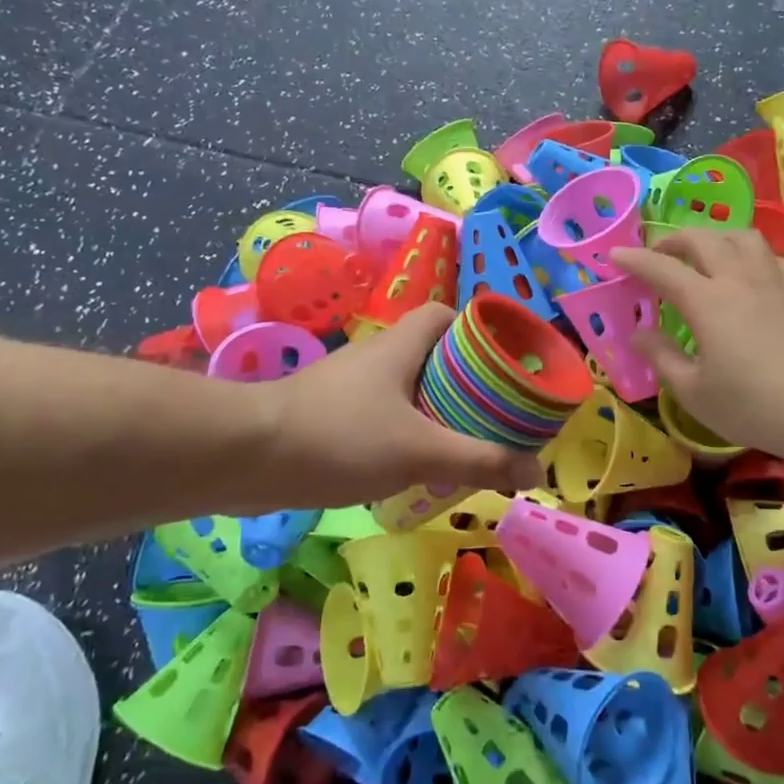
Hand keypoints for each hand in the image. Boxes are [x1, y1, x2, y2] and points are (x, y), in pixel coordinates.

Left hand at [248, 303, 543, 511]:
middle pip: (431, 354)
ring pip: (405, 387)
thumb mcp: (420, 451)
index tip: (502, 360)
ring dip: (434, 409)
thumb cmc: (341, 437)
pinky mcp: (329, 415)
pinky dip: (403, 431)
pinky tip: (413, 465)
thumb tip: (536, 468)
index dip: (476, 330)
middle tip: (492, 412)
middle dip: (463, 380)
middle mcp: (376, 357)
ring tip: (463, 441)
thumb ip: (480, 459)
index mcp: (401, 345)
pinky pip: (380, 414)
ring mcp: (349, 386)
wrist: (247, 457)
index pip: (444, 315)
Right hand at [609, 229, 783, 460]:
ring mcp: (774, 281)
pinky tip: (746, 274)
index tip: (614, 255)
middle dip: (673, 240)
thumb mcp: (694, 391)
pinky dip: (746, 254)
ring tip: (702, 254)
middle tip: (657, 255)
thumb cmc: (754, 406)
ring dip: (713, 237)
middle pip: (703, 239)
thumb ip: (661, 357)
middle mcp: (739, 278)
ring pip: (741, 237)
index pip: (662, 268)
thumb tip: (638, 333)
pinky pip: (767, 255)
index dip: (634, 259)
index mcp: (707, 301)